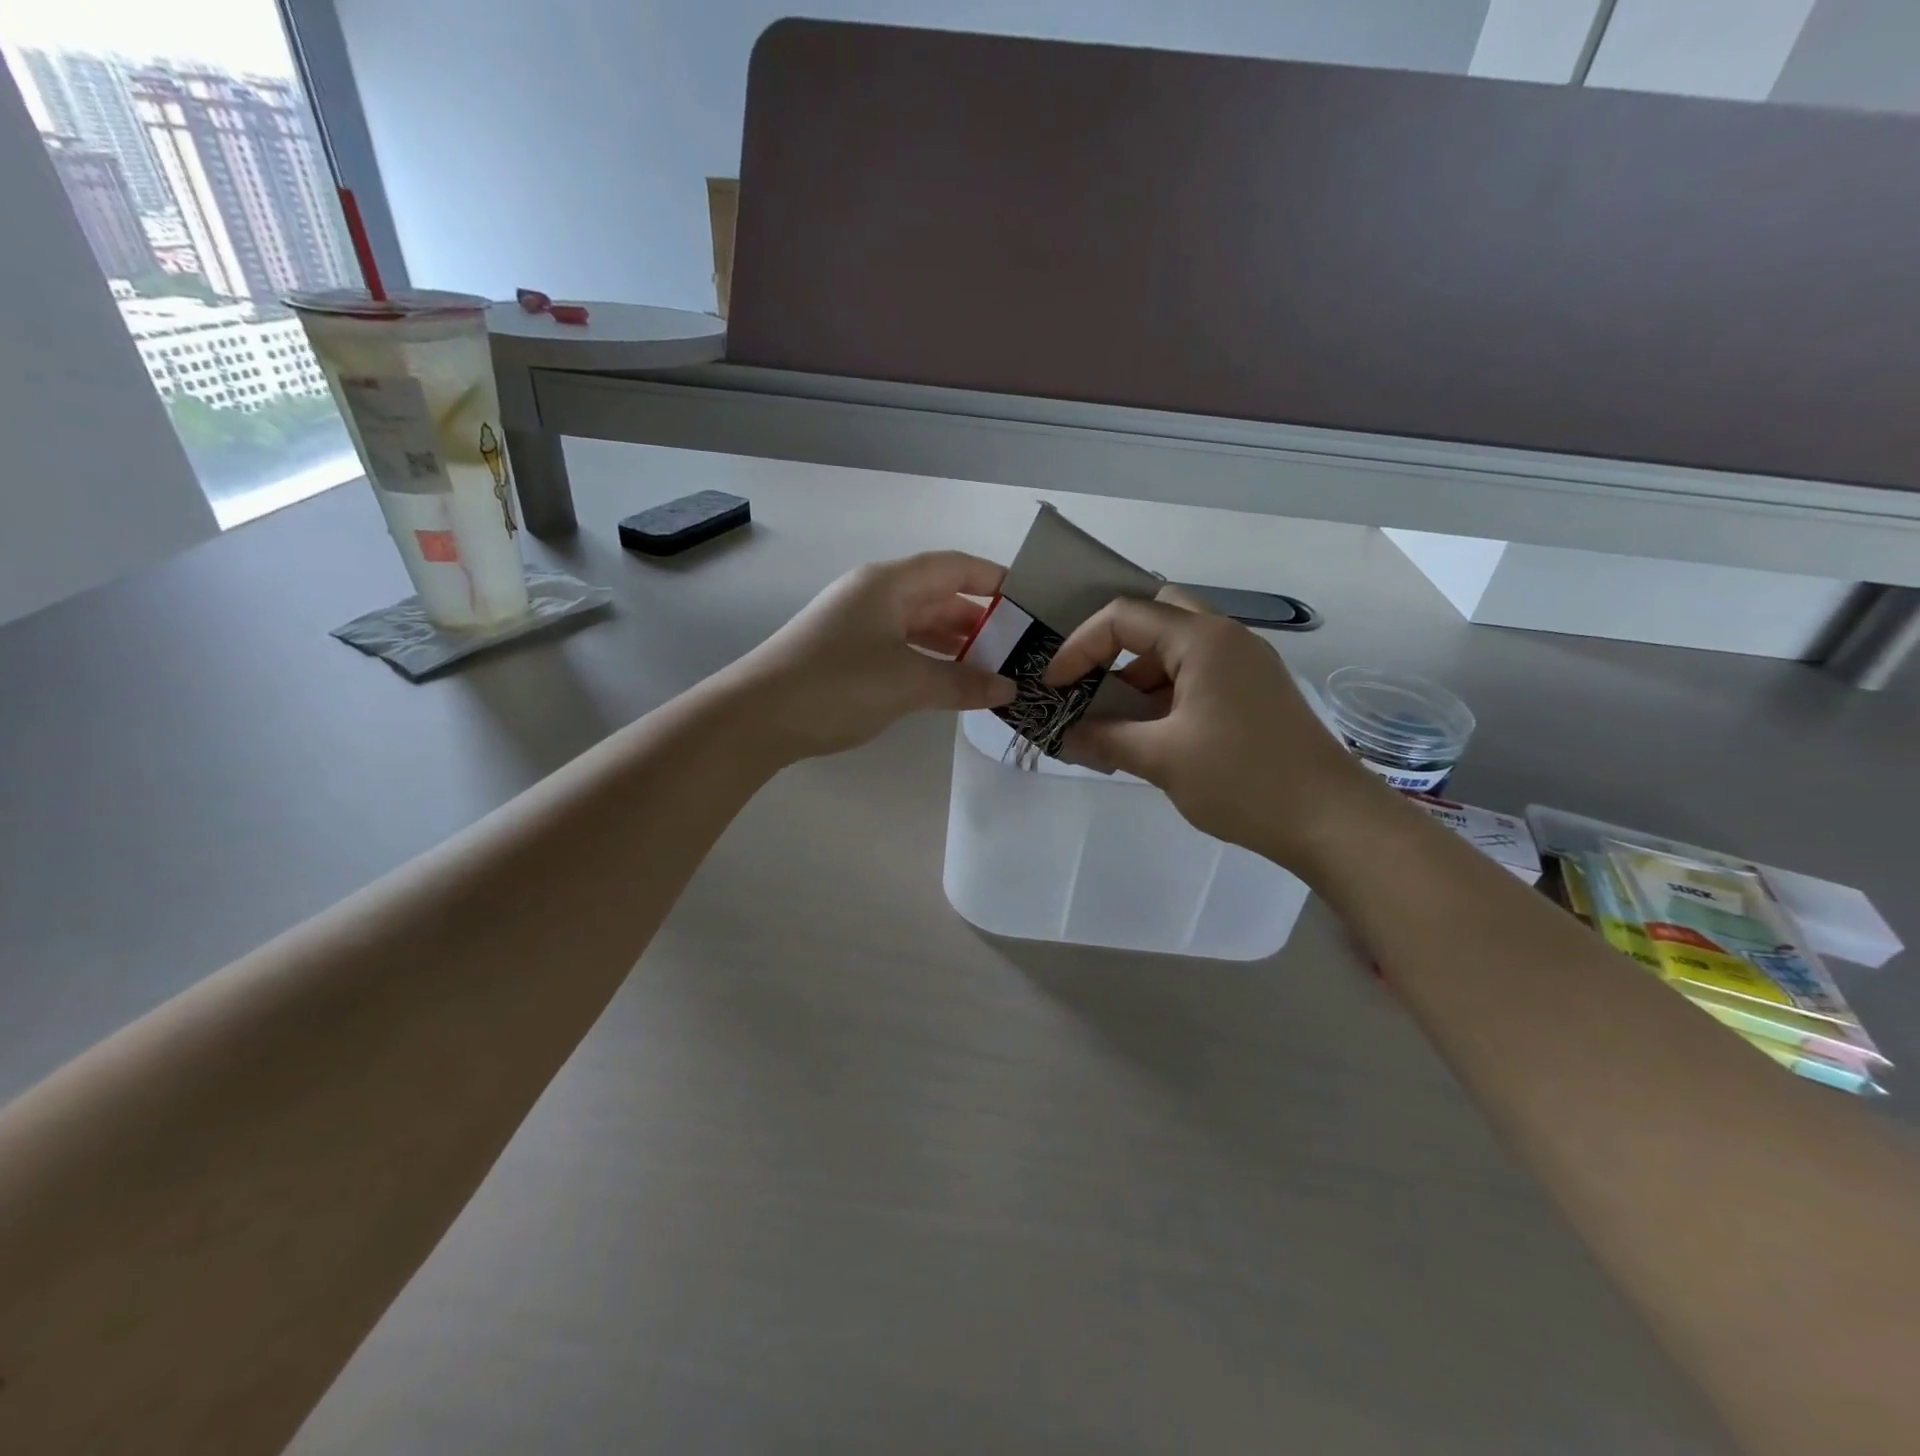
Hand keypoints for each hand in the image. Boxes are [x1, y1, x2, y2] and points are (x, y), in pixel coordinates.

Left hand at [725, 551, 1016, 760]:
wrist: (757, 716)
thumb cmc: (837, 685)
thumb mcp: (908, 682)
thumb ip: (962, 683)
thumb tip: (1007, 689)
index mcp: (889, 583)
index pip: (954, 567)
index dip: (993, 580)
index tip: (1029, 602)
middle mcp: (875, 594)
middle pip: (938, 595)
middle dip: (978, 619)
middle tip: (1018, 646)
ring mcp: (858, 623)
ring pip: (919, 623)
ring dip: (955, 643)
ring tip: (993, 667)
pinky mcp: (847, 652)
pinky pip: (901, 646)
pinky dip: (929, 659)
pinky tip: (950, 681)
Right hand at [1044, 597, 1387, 869]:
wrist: (1331, 820)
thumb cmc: (1242, 780)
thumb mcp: (1161, 759)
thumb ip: (1105, 740)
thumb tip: (1065, 737)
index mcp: (1203, 640)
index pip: (1124, 616)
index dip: (1080, 646)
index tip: (1056, 686)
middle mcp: (1226, 638)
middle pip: (1156, 616)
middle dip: (1113, 645)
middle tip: (1088, 681)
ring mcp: (1246, 664)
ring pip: (1177, 647)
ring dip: (1139, 673)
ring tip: (1112, 717)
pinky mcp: (1254, 691)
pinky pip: (1198, 674)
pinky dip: (1165, 692)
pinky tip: (1149, 732)